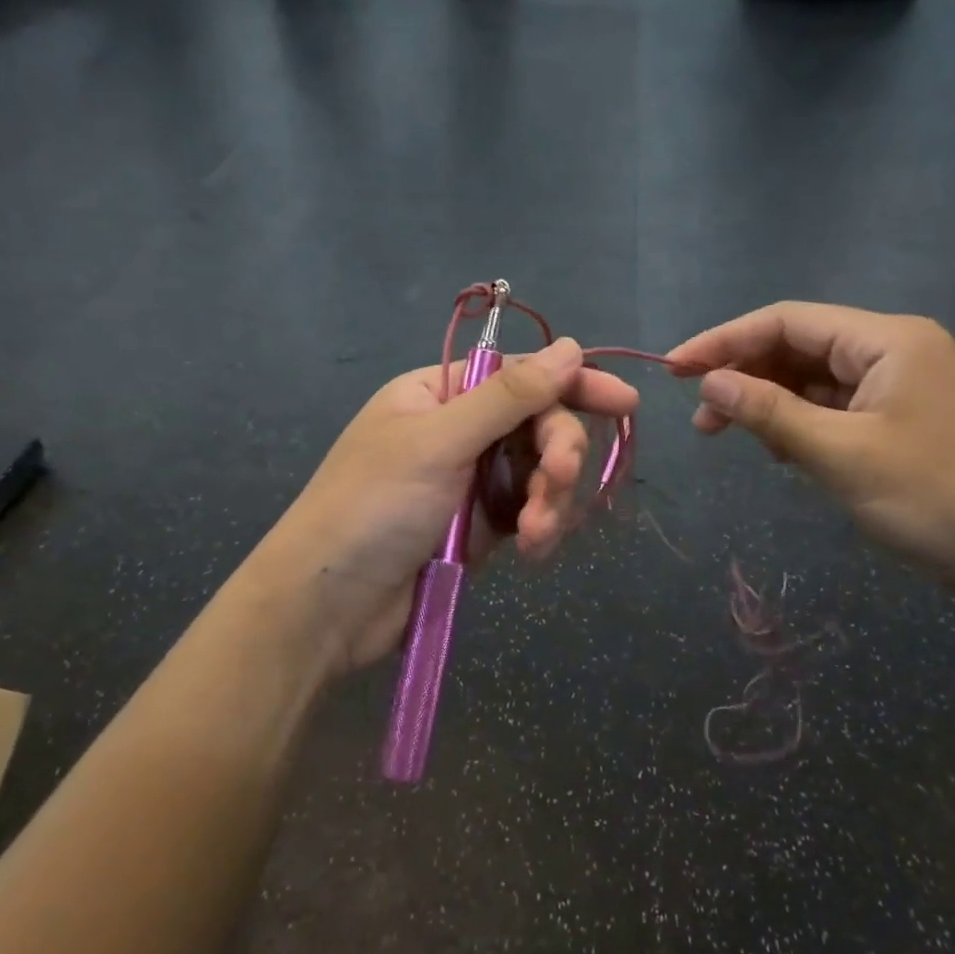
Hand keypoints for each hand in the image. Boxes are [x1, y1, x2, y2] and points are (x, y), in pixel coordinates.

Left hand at [261, 337, 638, 676]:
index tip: (625, 402)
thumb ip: (509, 396)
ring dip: (551, 499)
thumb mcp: (440, 442)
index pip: (522, 376)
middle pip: (539, 426)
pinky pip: (531, 512)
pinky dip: (540, 527)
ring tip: (536, 534)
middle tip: (560, 481)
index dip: (574, 384)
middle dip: (559, 454)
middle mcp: (461, 430)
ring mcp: (472, 480)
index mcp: (441, 393)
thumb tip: (570, 347)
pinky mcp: (482, 527)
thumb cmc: (374, 506)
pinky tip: (533, 550)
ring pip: (542, 473)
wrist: (330, 606)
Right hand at [666, 303, 954, 600]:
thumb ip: (769, 411)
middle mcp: (897, 350)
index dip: (724, 340)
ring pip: (816, 379)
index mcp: (888, 340)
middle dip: (745, 375)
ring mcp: (905, 387)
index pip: (786, 321)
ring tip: (731, 436)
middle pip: (800, 347)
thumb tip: (710, 380)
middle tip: (701, 418)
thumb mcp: (841, 454)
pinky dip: (802, 423)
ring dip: (770, 402)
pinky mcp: (907, 421)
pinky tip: (780, 450)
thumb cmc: (937, 499)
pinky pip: (838, 408)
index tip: (674, 368)